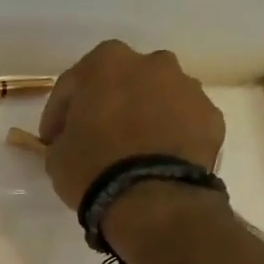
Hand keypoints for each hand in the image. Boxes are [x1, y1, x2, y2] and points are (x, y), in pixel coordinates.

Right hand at [37, 41, 226, 213]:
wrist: (153, 199)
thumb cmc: (94, 170)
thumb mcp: (57, 158)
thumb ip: (62, 139)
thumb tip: (70, 141)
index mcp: (107, 63)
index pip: (71, 85)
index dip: (57, 115)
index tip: (52, 140)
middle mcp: (152, 63)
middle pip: (121, 83)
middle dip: (107, 106)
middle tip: (95, 140)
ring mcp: (187, 87)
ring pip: (156, 99)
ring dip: (142, 118)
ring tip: (131, 153)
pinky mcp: (211, 117)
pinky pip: (181, 123)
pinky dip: (169, 136)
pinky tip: (158, 162)